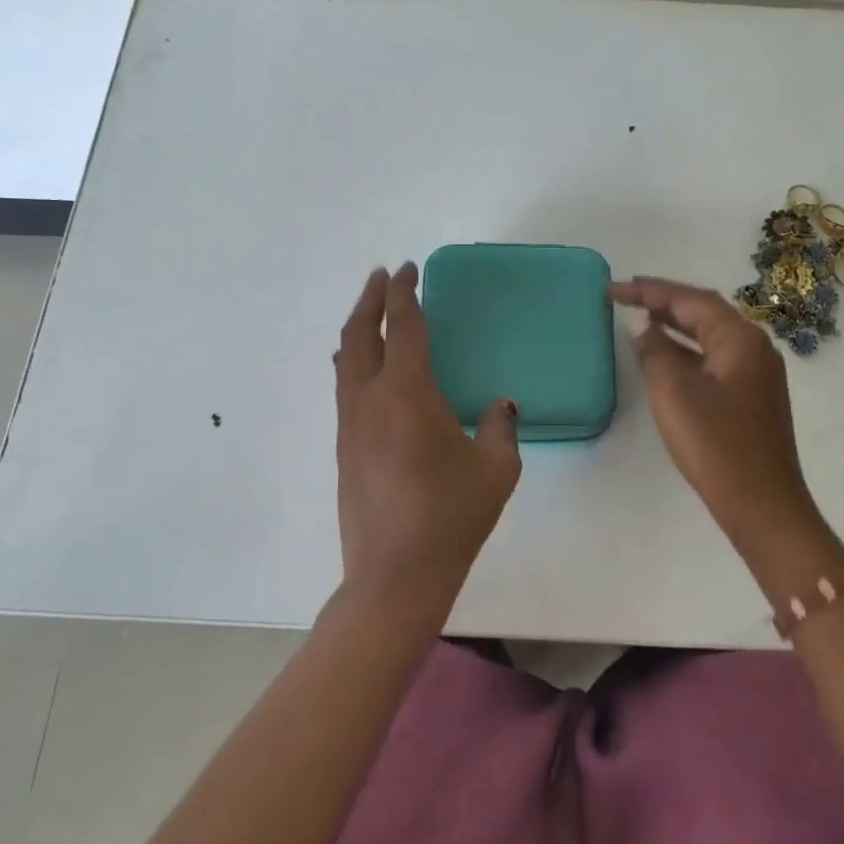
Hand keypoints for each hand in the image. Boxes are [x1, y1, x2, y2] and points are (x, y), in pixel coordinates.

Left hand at [334, 264, 521, 611]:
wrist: (395, 573)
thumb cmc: (451, 516)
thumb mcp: (496, 468)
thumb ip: (500, 426)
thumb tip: (500, 406)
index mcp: (406, 393)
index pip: (403, 327)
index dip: (404, 293)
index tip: (407, 270)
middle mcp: (369, 399)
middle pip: (360, 334)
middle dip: (370, 300)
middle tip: (382, 278)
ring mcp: (349, 425)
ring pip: (345, 361)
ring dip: (358, 329)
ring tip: (371, 315)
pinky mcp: (343, 449)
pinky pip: (345, 388)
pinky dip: (354, 362)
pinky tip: (367, 371)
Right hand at [608, 276, 843, 588]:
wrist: (763, 505)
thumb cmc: (716, 445)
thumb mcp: (674, 393)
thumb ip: (656, 353)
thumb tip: (646, 330)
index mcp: (740, 339)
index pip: (690, 300)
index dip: (649, 290)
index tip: (612, 288)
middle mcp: (754, 347)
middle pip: (704, 311)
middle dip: (663, 301)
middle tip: (625, 295)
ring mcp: (756, 372)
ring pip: (710, 334)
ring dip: (675, 324)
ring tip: (640, 317)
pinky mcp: (752, 396)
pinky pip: (714, 357)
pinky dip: (687, 349)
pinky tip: (666, 356)